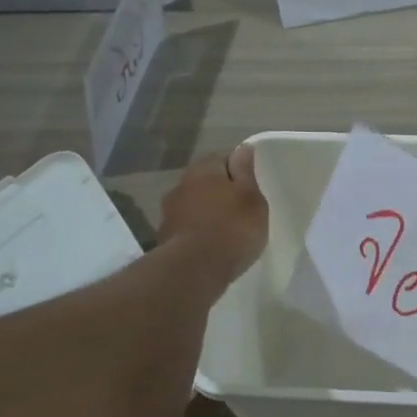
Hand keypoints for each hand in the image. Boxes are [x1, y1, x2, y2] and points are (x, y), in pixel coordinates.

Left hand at [160, 144, 268, 282]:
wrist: (194, 269)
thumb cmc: (232, 228)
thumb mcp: (251, 197)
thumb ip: (246, 172)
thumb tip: (243, 148)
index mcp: (204, 170)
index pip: (221, 158)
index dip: (236, 170)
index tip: (249, 186)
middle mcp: (182, 184)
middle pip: (204, 181)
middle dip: (219, 191)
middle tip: (239, 208)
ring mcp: (169, 212)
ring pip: (193, 204)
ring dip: (205, 212)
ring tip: (225, 229)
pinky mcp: (164, 237)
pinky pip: (186, 227)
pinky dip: (197, 231)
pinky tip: (210, 245)